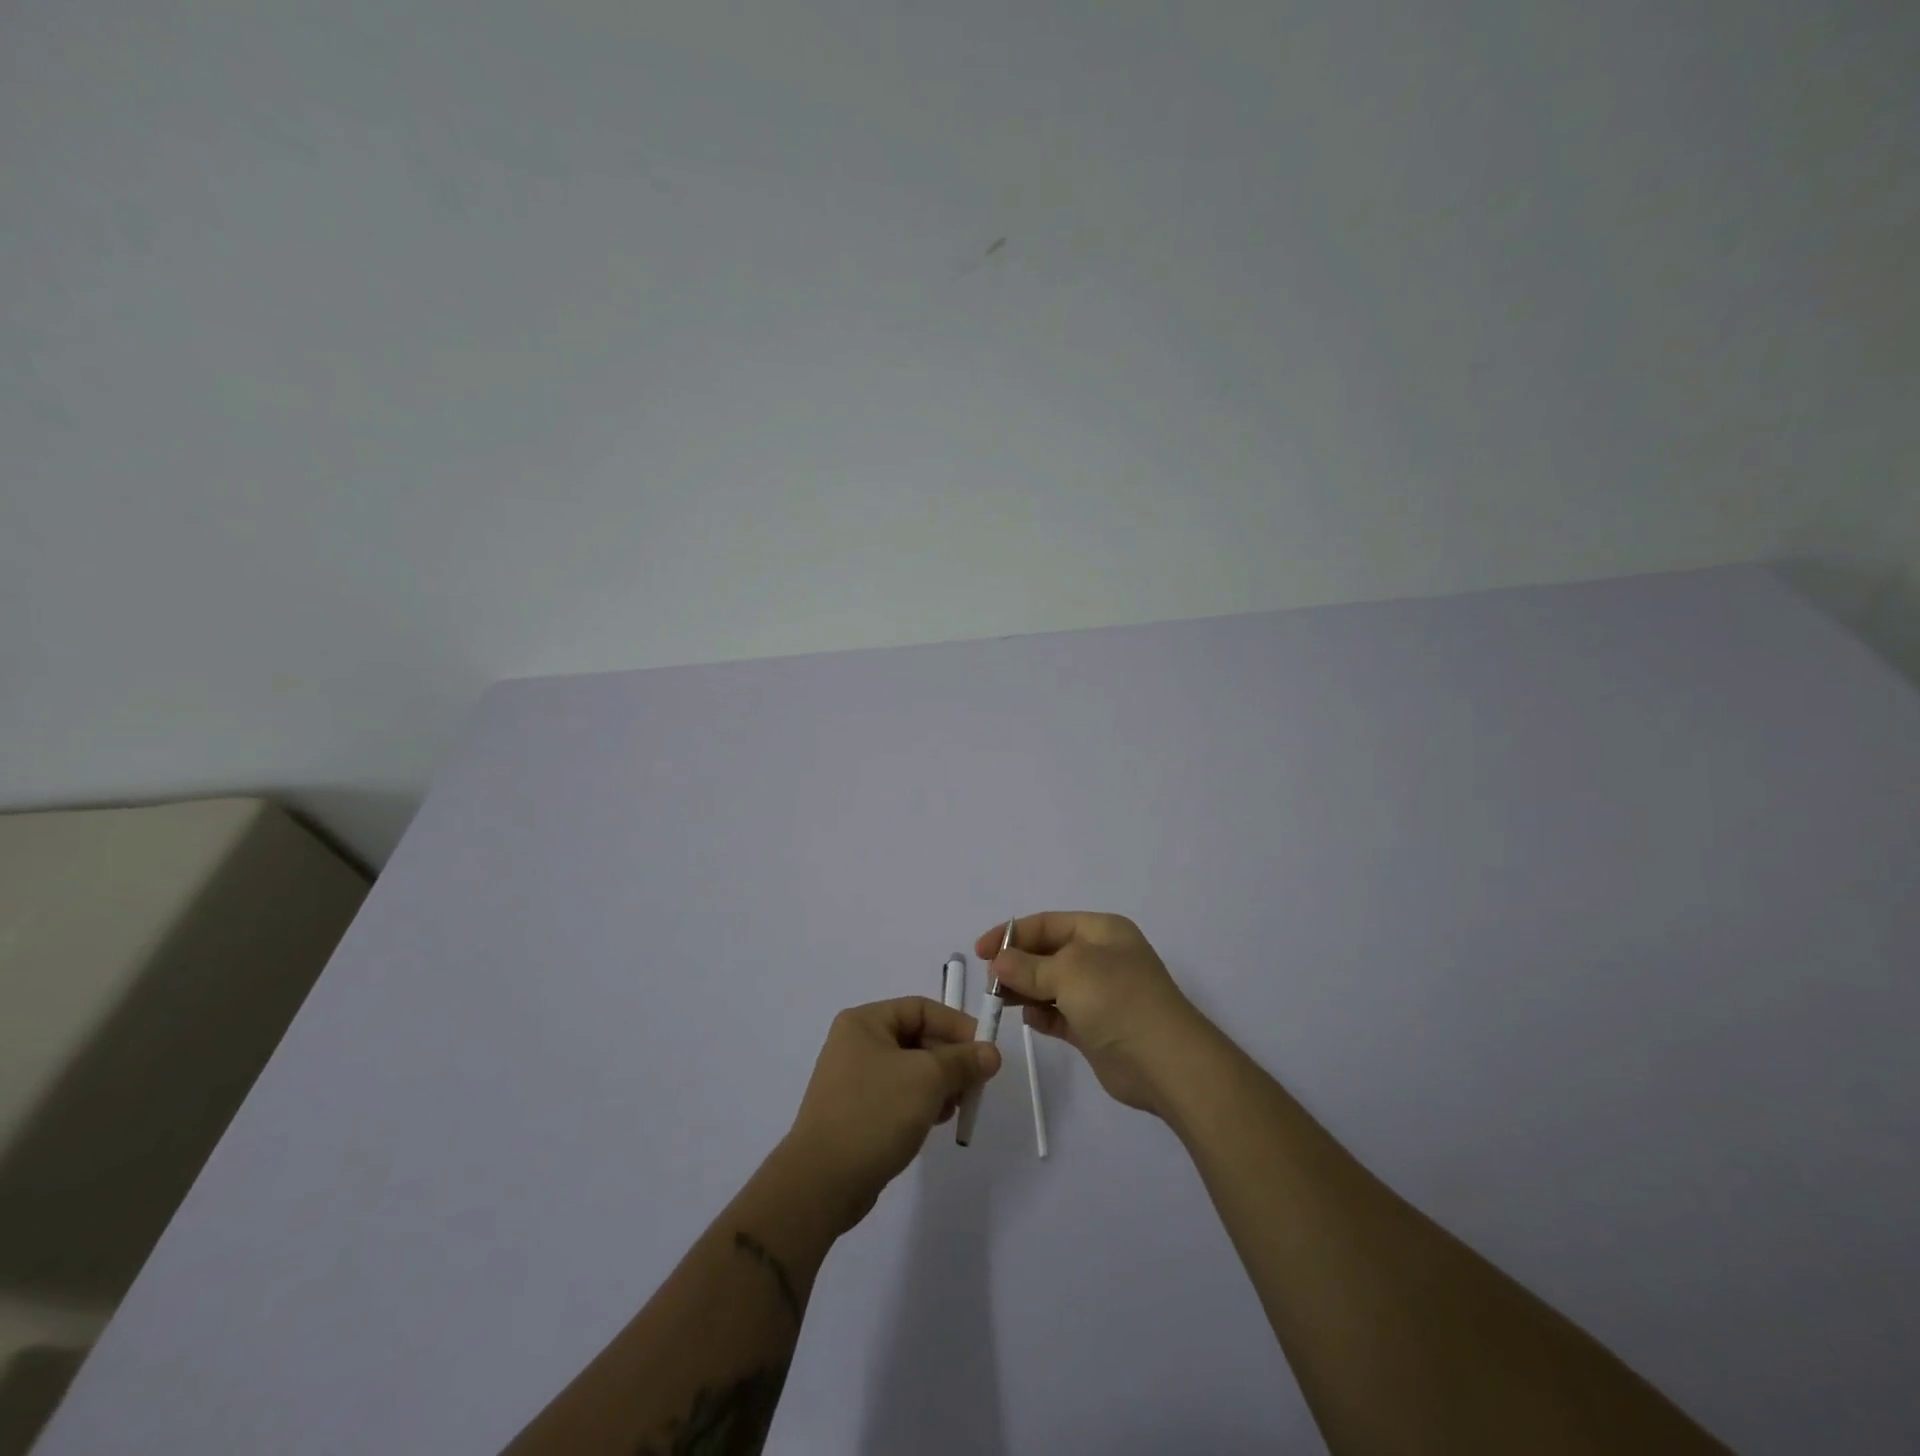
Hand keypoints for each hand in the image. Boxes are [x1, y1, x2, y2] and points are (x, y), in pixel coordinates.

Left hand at [783, 997, 1002, 1230]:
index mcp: (864, 1022)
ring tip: (956, 1107)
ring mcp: (855, 1079)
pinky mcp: (858, 1111)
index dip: (957, 1026)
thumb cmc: (875, 1113)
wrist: (822, 1183)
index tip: (985, 1051)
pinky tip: (936, 1121)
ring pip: (912, 1070)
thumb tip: (992, 1053)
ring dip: (940, 1084)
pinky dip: (922, 1103)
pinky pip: (900, 1095)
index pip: (922, 1009)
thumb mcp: (927, 1079)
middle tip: (975, 1084)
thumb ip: (963, 1061)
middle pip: (918, 1038)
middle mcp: (857, 1043)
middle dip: (950, 1060)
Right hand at [975, 913, 1215, 1117]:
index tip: (980, 952)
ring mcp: (1100, 994)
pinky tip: (1030, 1020)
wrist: (1166, 1063)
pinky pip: (1059, 1014)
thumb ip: (1028, 966)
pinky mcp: (1096, 1028)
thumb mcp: (1069, 972)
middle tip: (990, 983)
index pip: (1047, 923)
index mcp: (1101, 931)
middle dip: (1017, 964)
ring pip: (1050, 984)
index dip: (1012, 934)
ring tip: (1001, 1001)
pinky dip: (1042, 1015)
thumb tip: (998, 962)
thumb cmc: (1118, 1000)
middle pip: (1047, 953)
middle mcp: (1101, 957)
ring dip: (1025, 991)